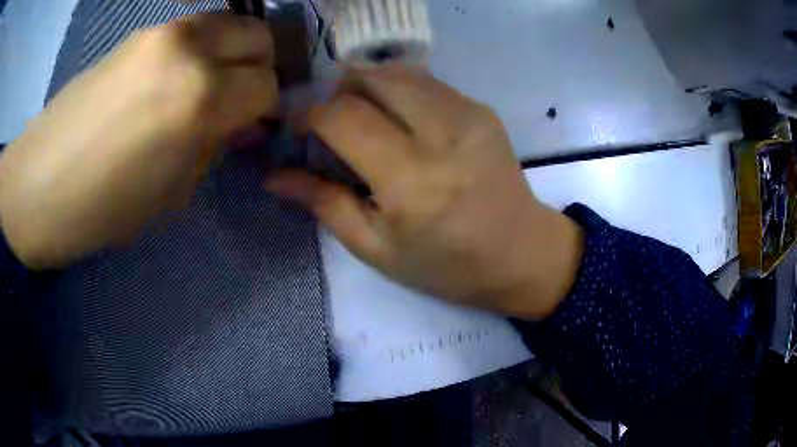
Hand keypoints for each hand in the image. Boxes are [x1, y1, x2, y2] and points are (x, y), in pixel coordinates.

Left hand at [0, 13, 277, 269]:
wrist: (38, 183)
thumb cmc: (101, 208)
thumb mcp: (172, 193)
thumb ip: (216, 147)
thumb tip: (242, 123)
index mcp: (200, 98)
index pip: (269, 84)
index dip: (270, 107)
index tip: (256, 125)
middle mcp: (190, 48)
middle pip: (260, 35)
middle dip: (261, 67)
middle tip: (241, 99)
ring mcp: (163, 31)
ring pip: (230, 23)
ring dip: (233, 52)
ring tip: (209, 86)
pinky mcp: (141, 31)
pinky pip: (195, 28)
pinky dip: (203, 48)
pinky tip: (177, 77)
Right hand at [266, 68, 582, 319]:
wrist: (522, 254)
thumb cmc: (447, 266)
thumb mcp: (375, 248)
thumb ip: (322, 203)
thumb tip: (273, 175)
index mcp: (411, 180)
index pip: (342, 115)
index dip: (308, 114)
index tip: (297, 128)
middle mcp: (442, 134)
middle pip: (370, 77)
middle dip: (336, 90)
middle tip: (328, 121)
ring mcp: (468, 114)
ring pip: (397, 71)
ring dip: (366, 85)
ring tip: (360, 118)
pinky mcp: (482, 109)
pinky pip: (425, 81)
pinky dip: (397, 89)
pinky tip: (397, 118)